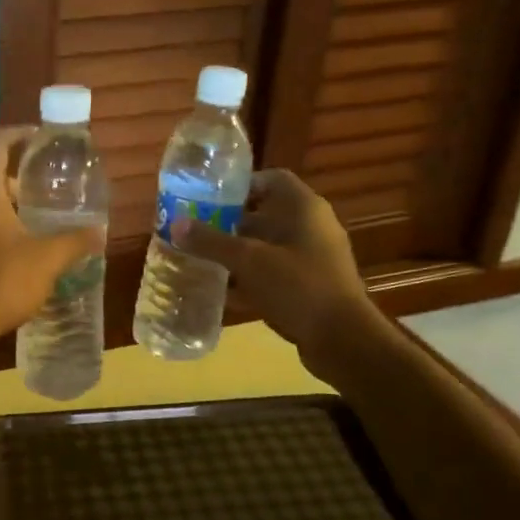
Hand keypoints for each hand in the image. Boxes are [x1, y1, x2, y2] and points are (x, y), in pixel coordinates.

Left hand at [0, 126, 106, 350]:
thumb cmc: (0, 281)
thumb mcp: (47, 259)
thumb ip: (74, 241)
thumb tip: (99, 232)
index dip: (18, 133)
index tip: (41, 137)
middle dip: (19, 179)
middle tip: (49, 190)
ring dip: (9, 206)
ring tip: (41, 222)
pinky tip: (20, 251)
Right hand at [179, 170, 384, 372]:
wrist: (343, 340)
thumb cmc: (299, 286)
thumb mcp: (249, 260)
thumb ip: (211, 242)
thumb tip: (176, 225)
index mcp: (303, 208)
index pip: (271, 179)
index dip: (241, 184)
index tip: (209, 198)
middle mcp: (311, 227)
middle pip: (265, 214)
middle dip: (229, 223)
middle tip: (196, 231)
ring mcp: (312, 258)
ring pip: (266, 247)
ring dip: (236, 253)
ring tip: (201, 259)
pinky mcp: (309, 286)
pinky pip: (273, 274)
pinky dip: (249, 279)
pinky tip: (221, 291)